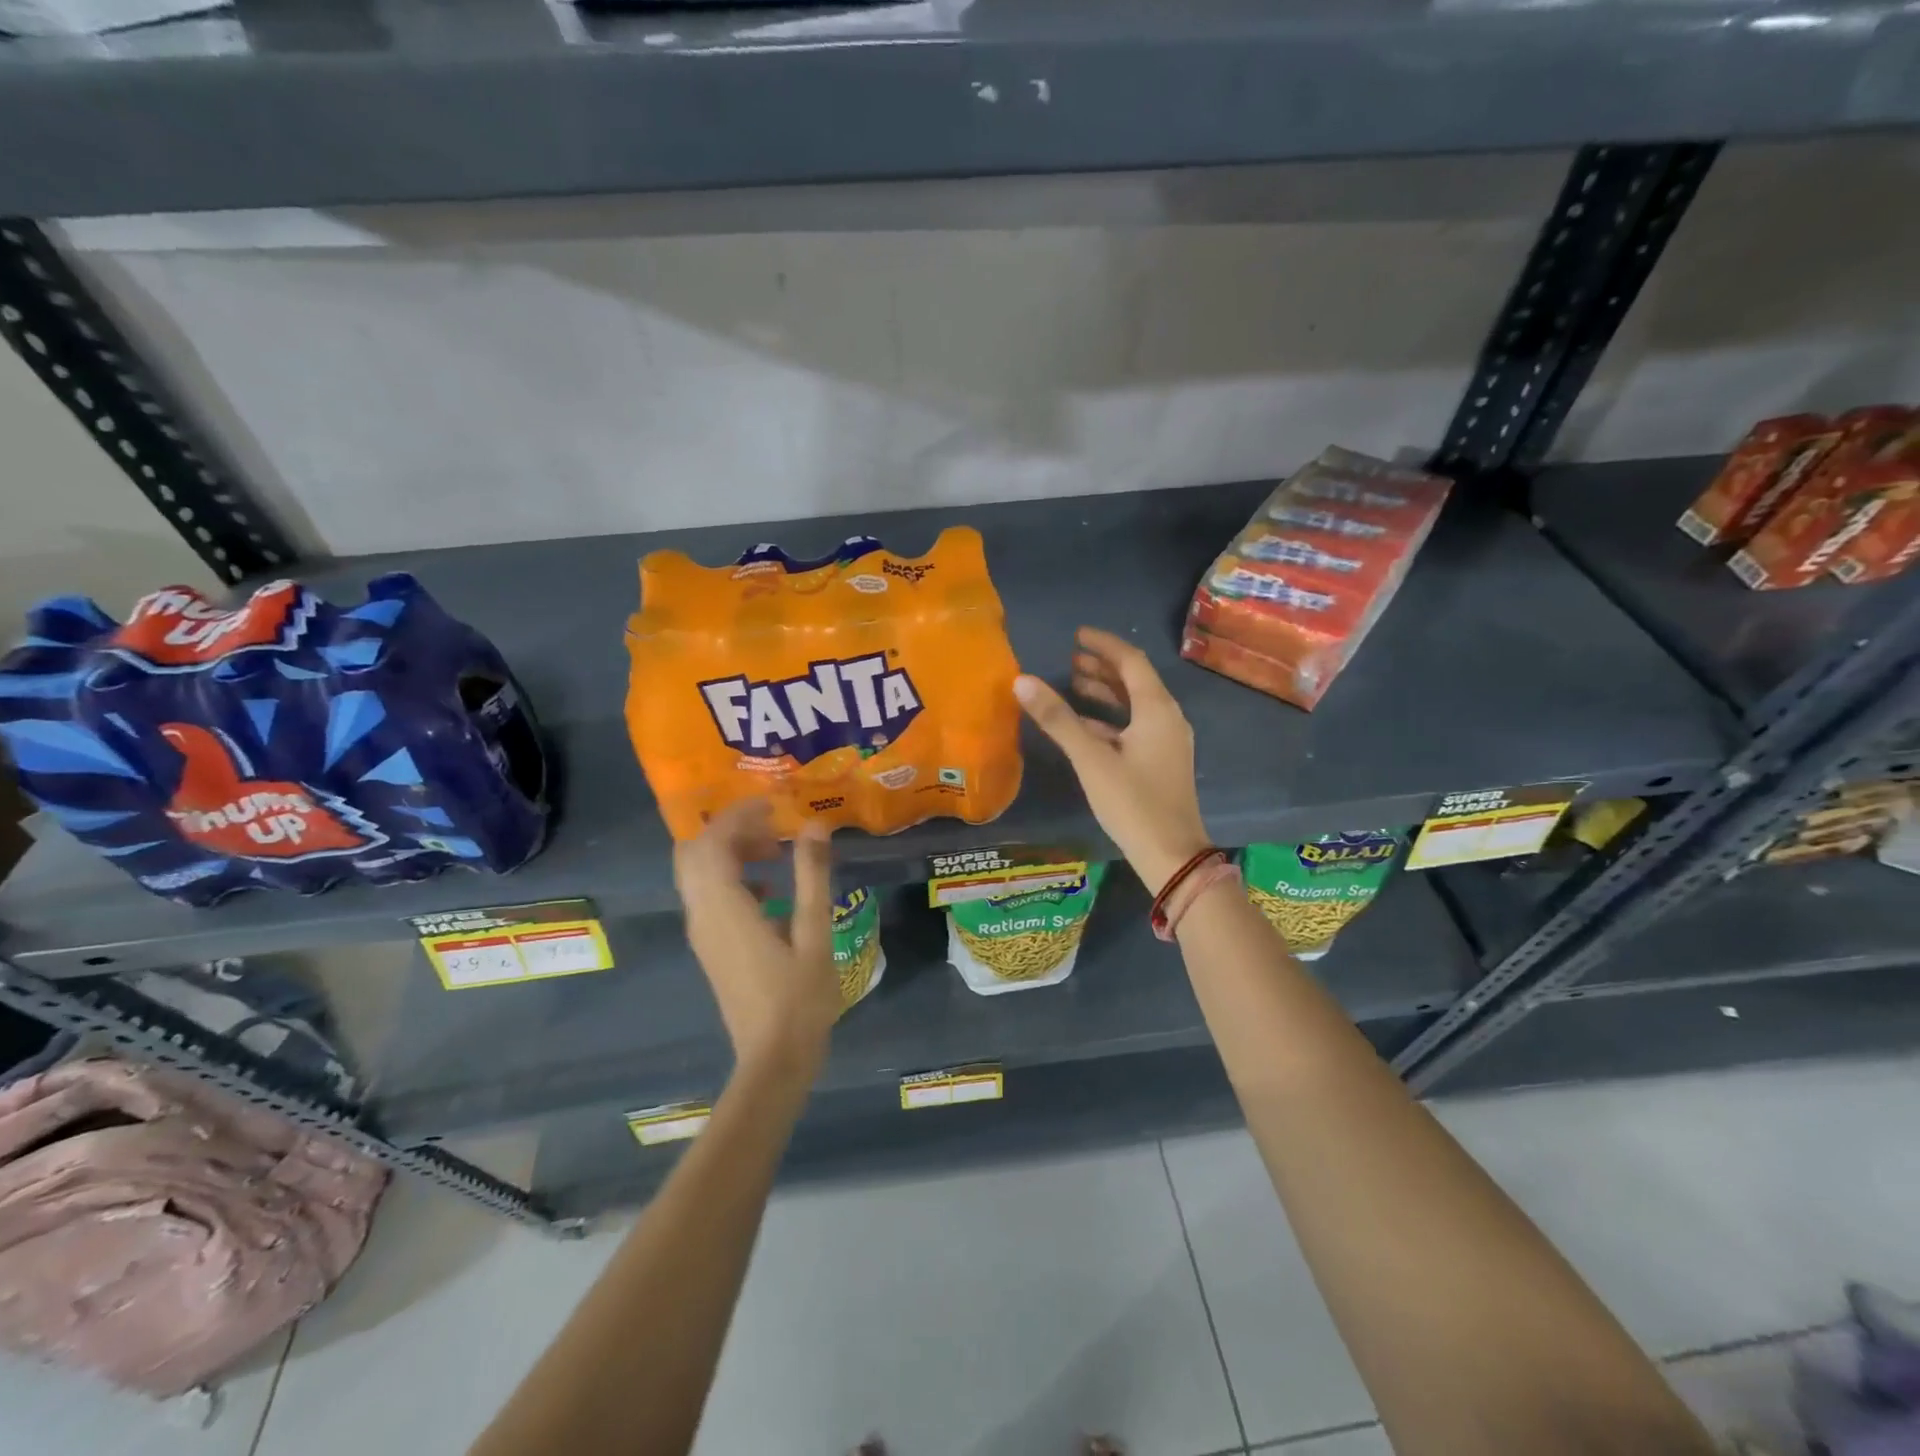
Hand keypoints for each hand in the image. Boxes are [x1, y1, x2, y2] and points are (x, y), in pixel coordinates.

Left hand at [673, 799, 838, 1073]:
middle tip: (772, 827)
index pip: (713, 842)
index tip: (775, 804)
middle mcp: (703, 915)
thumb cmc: (799, 999)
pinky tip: (772, 890)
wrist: (773, 1061)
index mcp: (724, 908)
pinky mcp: (711, 947)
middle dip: (730, 829)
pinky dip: (732, 877)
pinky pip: (709, 895)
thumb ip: (812, 875)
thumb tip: (814, 824)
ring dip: (731, 852)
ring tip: (776, 852)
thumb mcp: (815, 933)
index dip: (739, 814)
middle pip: (695, 853)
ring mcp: (703, 933)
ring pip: (699, 874)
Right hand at [1014, 627, 1211, 894]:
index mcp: (1157, 709)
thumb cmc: (1133, 803)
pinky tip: (1084, 726)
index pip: (1131, 661)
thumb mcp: (1091, 759)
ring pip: (1135, 705)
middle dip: (1102, 667)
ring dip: (1106, 692)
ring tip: (1073, 684)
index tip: (1077, 635)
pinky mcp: (1161, 762)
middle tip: (1070, 659)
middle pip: (1135, 681)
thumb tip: (1021, 681)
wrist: (1172, 855)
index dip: (1103, 645)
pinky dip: (1110, 719)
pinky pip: (1134, 727)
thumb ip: (1058, 719)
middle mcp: (1167, 718)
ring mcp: (1167, 742)